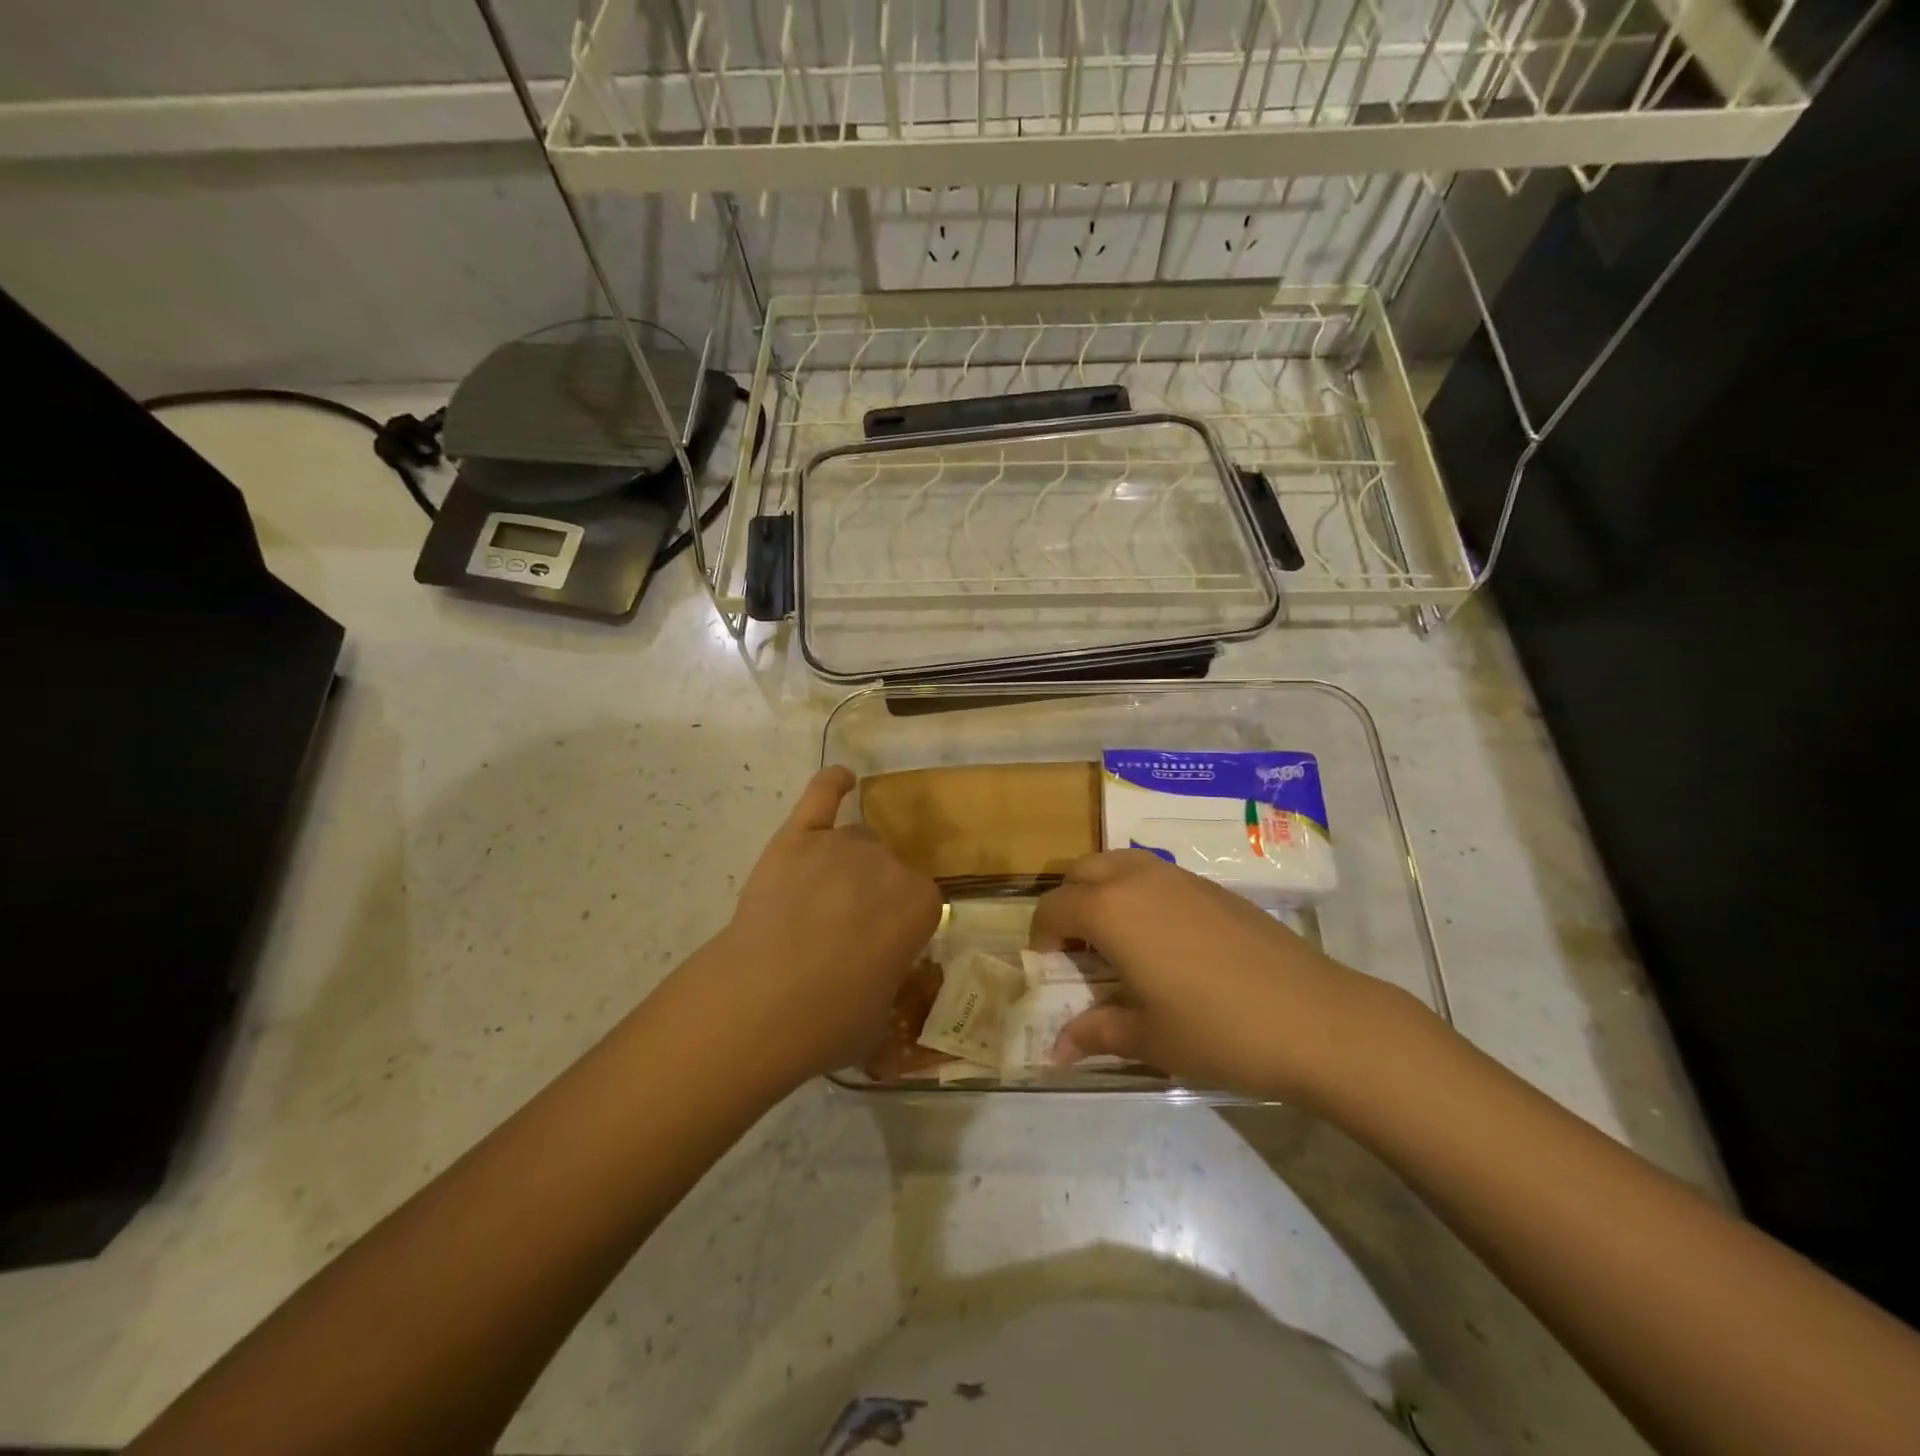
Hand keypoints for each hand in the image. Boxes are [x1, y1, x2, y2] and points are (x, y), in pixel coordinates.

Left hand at [702, 767, 941, 1085]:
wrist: (759, 1004)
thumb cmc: (829, 1022)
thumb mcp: (881, 1015)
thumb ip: (889, 978)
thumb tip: (876, 974)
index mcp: (920, 904)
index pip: (920, 901)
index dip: (899, 924)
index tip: (880, 947)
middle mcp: (888, 864)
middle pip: (887, 865)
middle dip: (872, 893)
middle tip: (845, 930)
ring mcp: (839, 846)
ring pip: (855, 839)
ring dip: (846, 862)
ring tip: (821, 896)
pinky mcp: (796, 838)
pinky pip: (820, 796)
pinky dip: (831, 784)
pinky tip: (842, 778)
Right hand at [1035, 850, 1427, 1103]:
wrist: (1314, 1018)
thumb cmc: (1218, 1030)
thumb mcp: (1149, 1039)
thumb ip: (1096, 1033)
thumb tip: (1055, 1051)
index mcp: (1110, 909)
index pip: (1054, 907)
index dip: (1042, 938)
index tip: (1051, 970)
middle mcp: (1137, 879)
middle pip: (1081, 872)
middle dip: (1068, 904)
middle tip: (1079, 950)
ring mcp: (1178, 877)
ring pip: (1119, 863)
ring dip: (1102, 890)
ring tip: (1116, 939)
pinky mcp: (1211, 885)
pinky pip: (1154, 874)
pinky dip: (1137, 892)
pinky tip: (1162, 939)